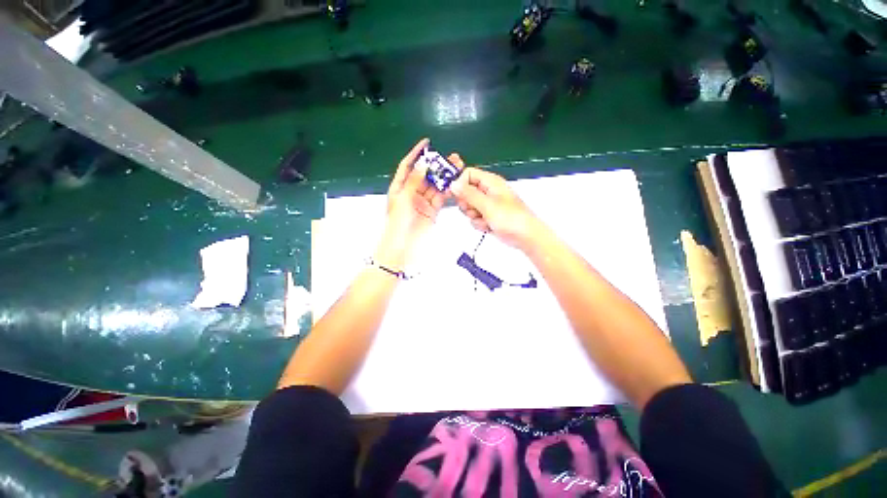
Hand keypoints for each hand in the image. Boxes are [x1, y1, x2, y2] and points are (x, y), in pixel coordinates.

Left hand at [375, 139, 463, 267]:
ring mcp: (422, 202)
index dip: (416, 154)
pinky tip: (454, 184)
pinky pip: (440, 198)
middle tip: (450, 158)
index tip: (426, 143)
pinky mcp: (432, 211)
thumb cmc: (397, 223)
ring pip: (434, 186)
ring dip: (444, 177)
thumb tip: (423, 163)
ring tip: (456, 168)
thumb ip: (414, 181)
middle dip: (436, 166)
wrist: (403, 247)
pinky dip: (447, 191)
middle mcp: (411, 193)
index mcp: (399, 188)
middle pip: (424, 175)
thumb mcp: (404, 199)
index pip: (407, 166)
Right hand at [451, 167, 542, 249]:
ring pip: (469, 207)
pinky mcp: (488, 216)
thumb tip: (454, 184)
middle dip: (467, 204)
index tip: (455, 194)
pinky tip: (489, 225)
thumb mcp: (487, 205)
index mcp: (491, 182)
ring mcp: (488, 205)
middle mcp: (488, 191)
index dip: (460, 183)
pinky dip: (479, 223)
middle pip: (466, 192)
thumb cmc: (514, 219)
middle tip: (475, 209)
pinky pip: (474, 218)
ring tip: (485, 218)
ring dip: (474, 216)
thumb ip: (469, 194)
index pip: (468, 174)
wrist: (525, 237)